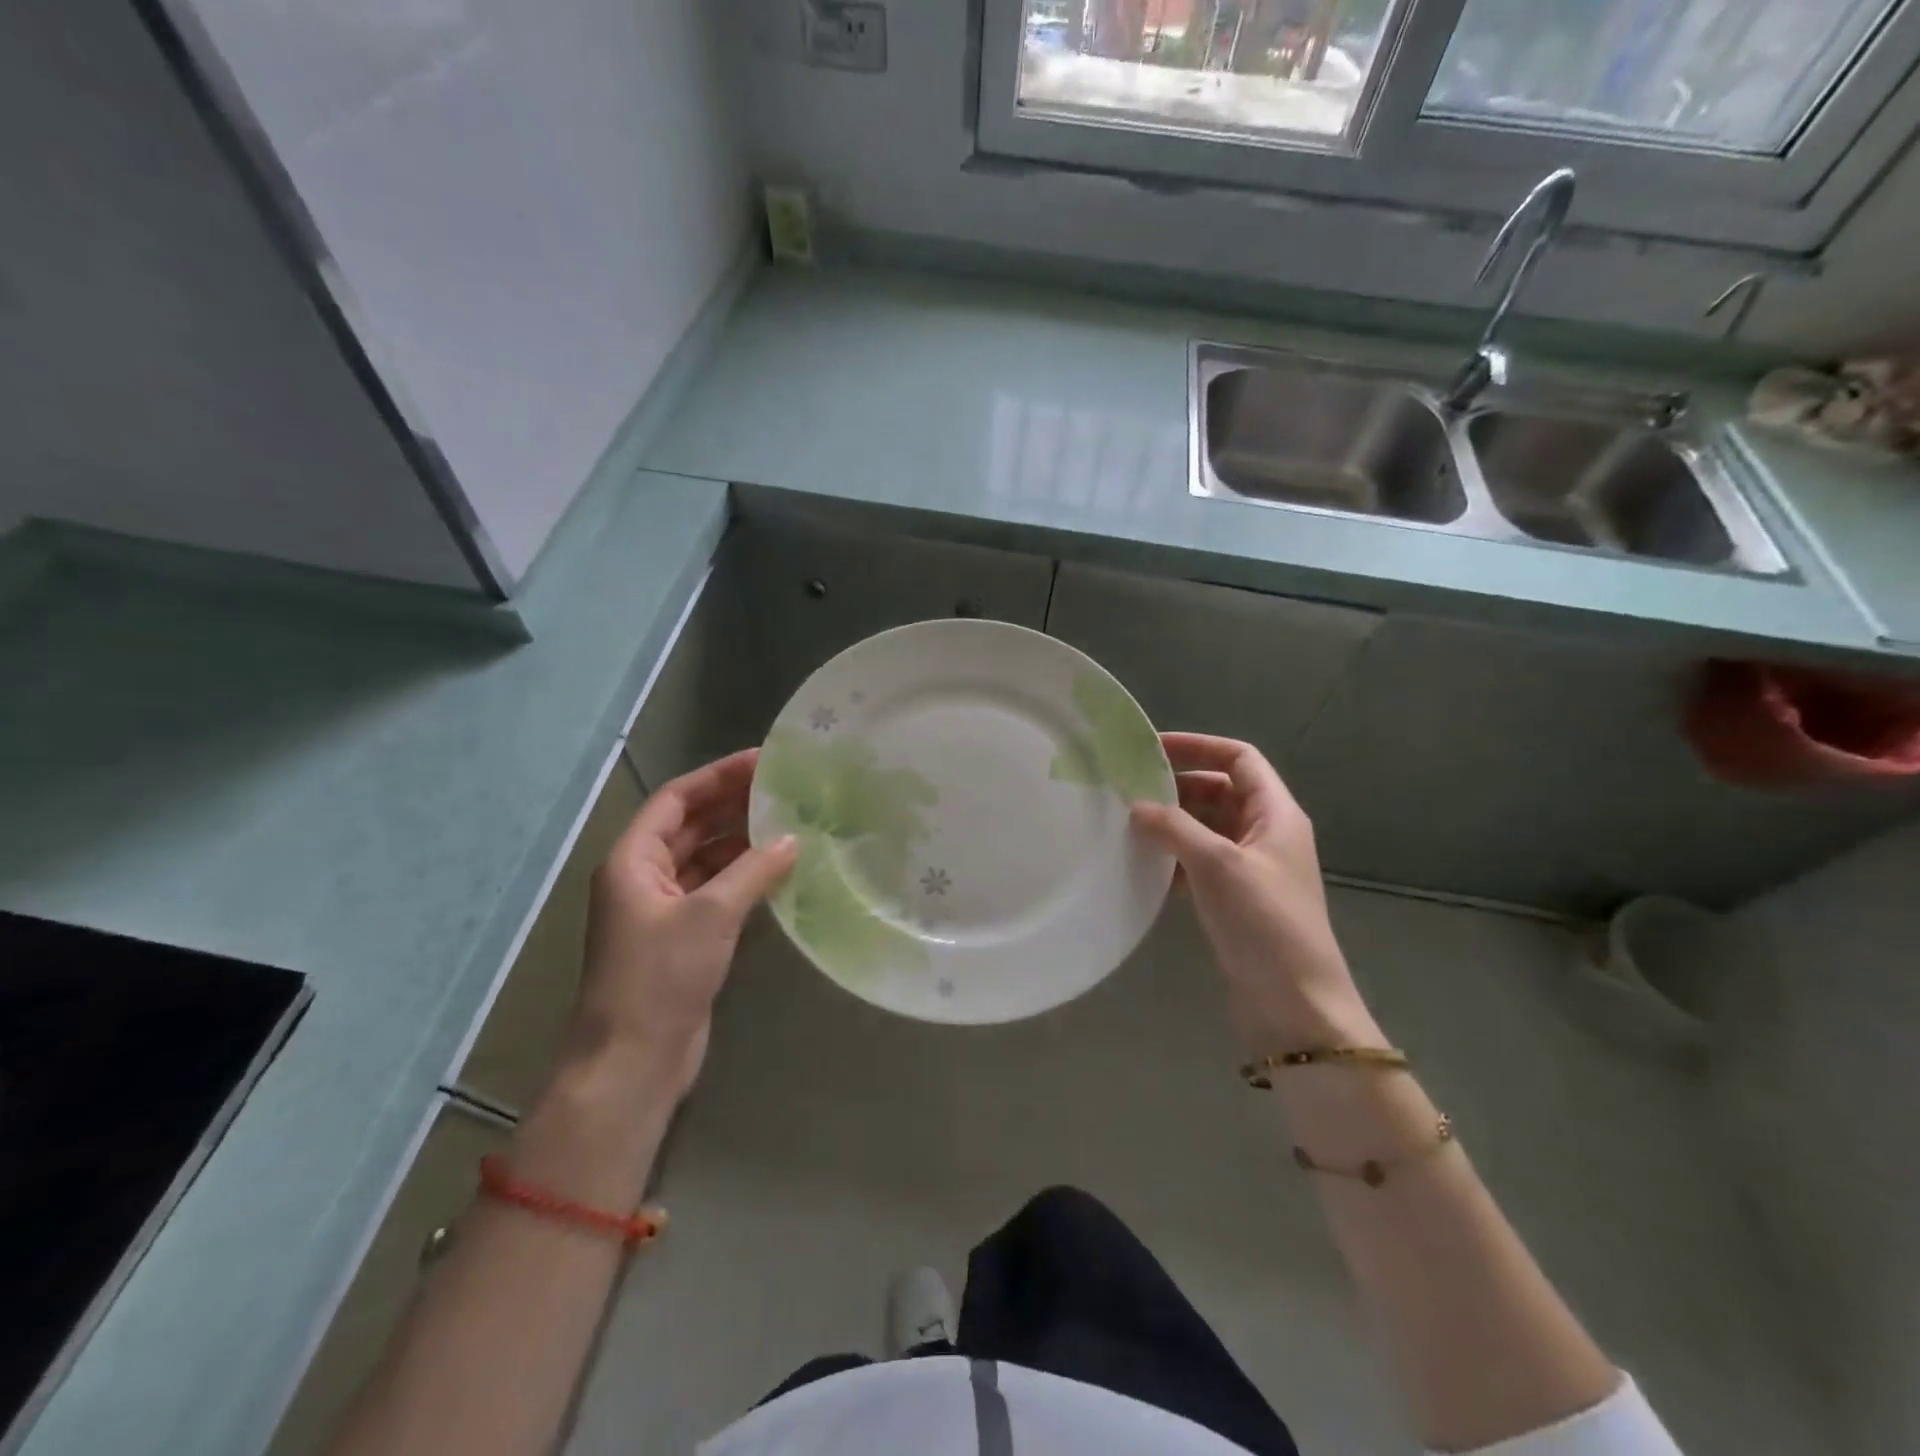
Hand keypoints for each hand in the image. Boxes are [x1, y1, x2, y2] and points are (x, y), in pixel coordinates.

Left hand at [570, 750, 796, 1104]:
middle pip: (690, 826)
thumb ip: (754, 871)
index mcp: (633, 860)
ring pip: (704, 859)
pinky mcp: (682, 938)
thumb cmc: (660, 977)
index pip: (676, 799)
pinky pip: (715, 891)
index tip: (762, 760)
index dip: (717, 776)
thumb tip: (792, 838)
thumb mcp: (711, 915)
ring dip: (741, 841)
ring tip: (789, 821)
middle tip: (783, 787)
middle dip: (732, 805)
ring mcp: (662, 910)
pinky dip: (743, 877)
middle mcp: (643, 878)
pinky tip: (778, 870)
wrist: (633, 1062)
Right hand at [1132, 733, 1378, 1054]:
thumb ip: (1175, 828)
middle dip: (1177, 787)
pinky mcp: (1236, 900)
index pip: (1239, 758)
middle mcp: (1267, 834)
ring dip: (1172, 823)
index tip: (1152, 748)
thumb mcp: (1218, 865)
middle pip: (1220, 791)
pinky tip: (1143, 865)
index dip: (1199, 746)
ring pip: (1207, 829)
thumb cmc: (1265, 923)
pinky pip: (1200, 863)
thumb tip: (1136, 806)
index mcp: (1276, 814)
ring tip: (1127, 824)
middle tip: (1129, 789)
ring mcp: (1251, 869)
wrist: (1295, 1005)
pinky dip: (1174, 858)